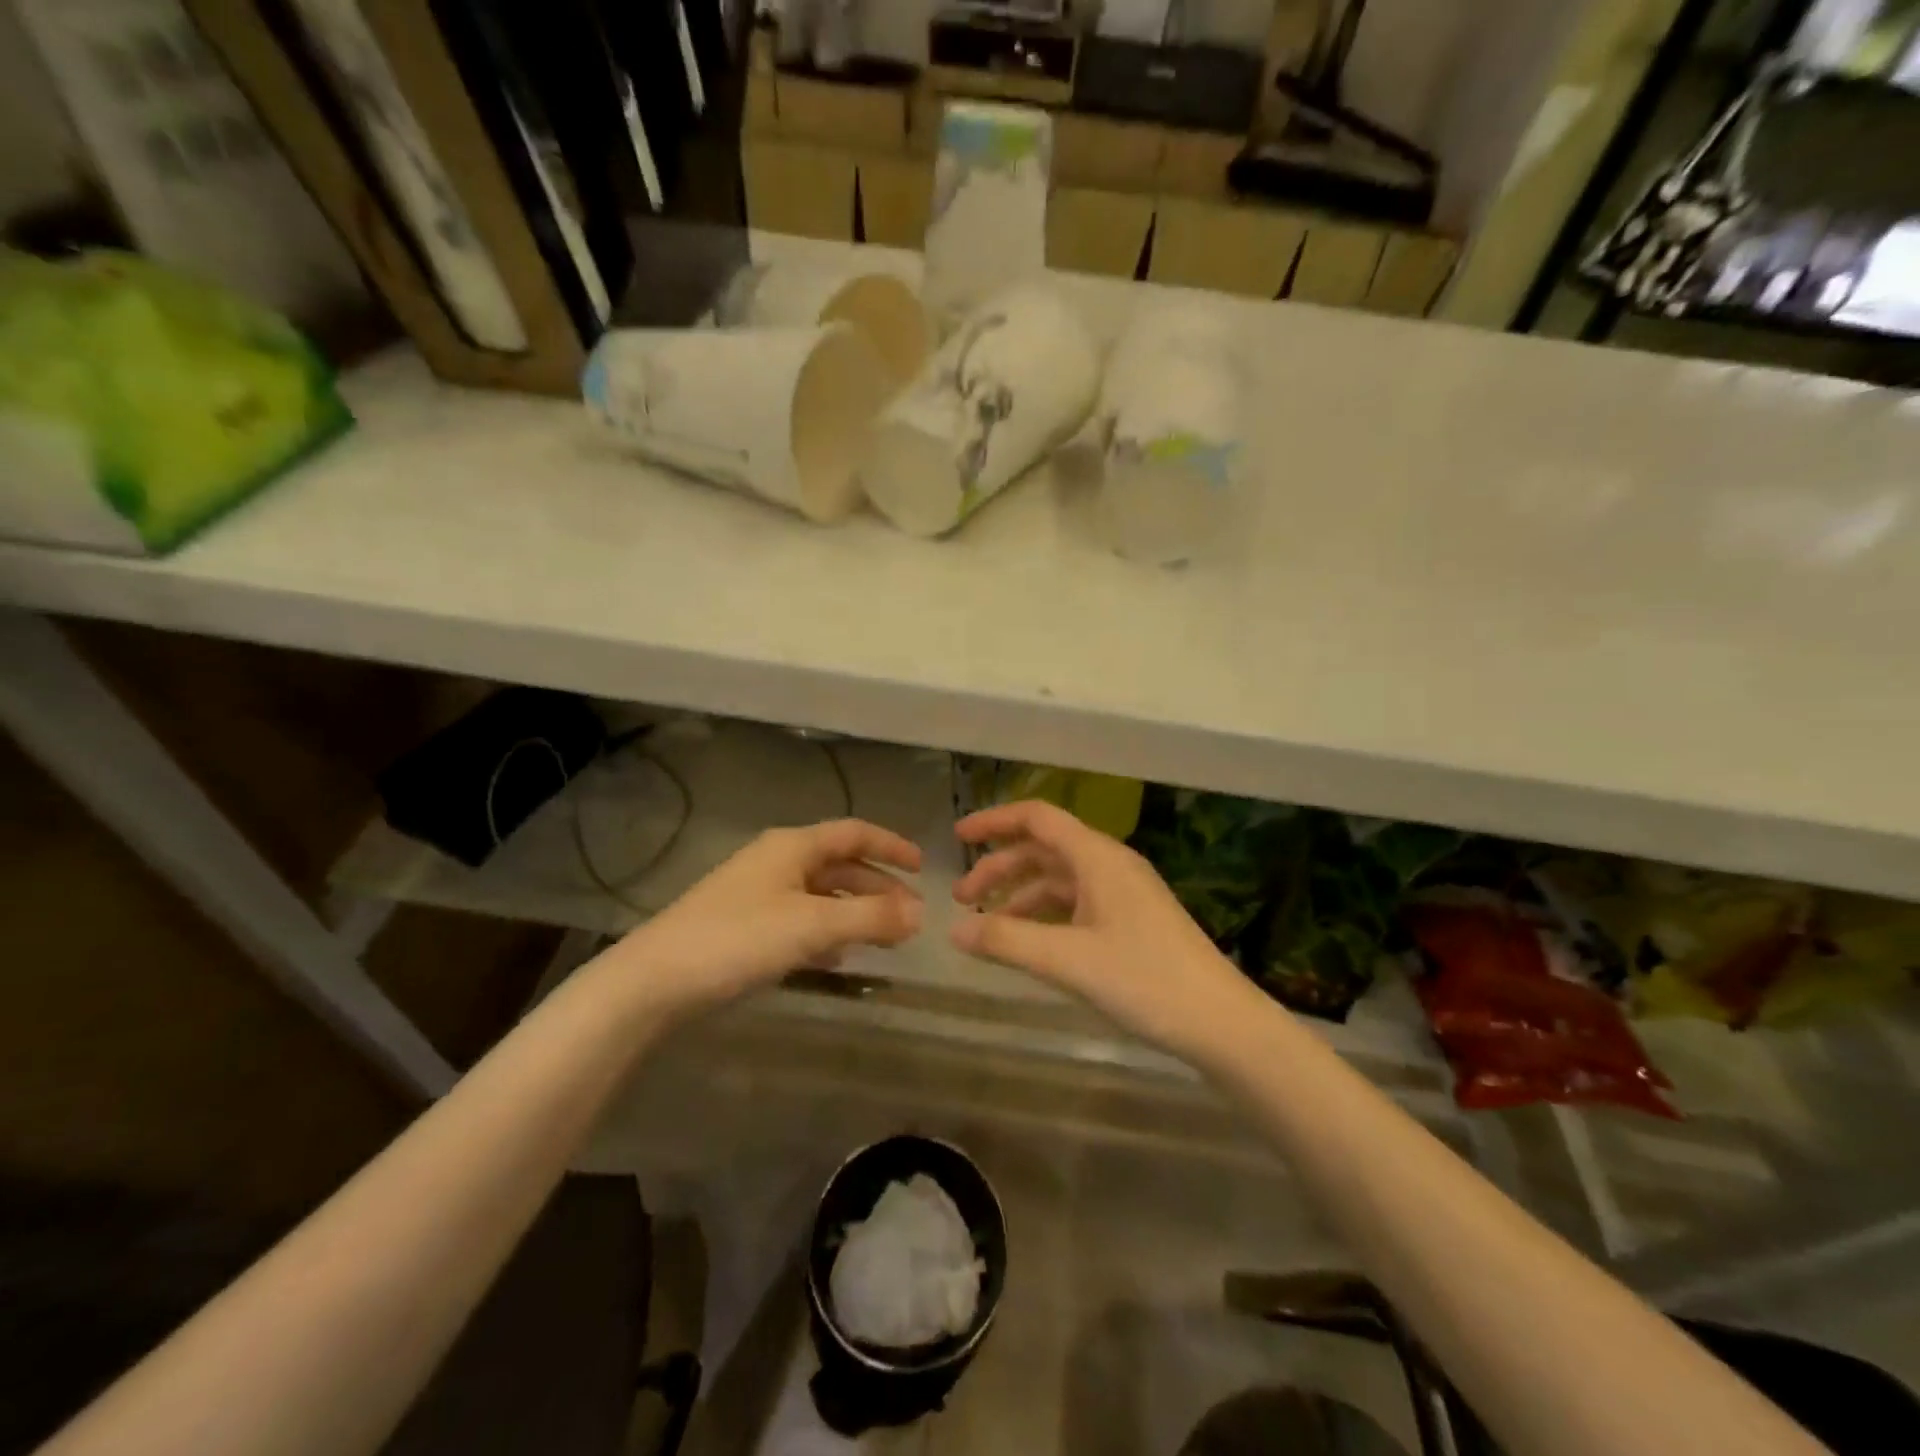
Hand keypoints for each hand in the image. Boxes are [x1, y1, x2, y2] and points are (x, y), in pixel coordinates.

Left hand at [612, 820, 922, 1021]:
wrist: (655, 981)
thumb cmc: (739, 939)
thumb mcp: (813, 925)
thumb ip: (870, 917)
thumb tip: (920, 915)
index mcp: (793, 846)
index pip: (854, 832)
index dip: (891, 846)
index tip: (923, 868)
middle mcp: (776, 861)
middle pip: (840, 865)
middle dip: (878, 887)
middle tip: (911, 916)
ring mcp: (757, 894)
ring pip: (821, 895)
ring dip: (855, 912)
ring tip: (884, 938)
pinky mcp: (743, 926)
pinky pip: (799, 920)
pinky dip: (826, 933)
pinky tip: (836, 959)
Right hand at [949, 801, 1260, 1059]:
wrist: (1220, 1022)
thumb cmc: (1145, 980)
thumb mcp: (1069, 961)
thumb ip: (1007, 942)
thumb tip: (953, 930)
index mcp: (1098, 857)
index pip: (1037, 819)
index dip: (995, 822)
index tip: (958, 836)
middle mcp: (1110, 865)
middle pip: (1044, 849)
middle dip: (1000, 867)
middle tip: (962, 898)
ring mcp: (1123, 893)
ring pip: (1059, 879)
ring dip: (1020, 895)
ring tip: (987, 925)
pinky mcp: (1131, 920)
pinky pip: (1076, 904)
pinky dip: (1045, 915)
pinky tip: (1029, 941)